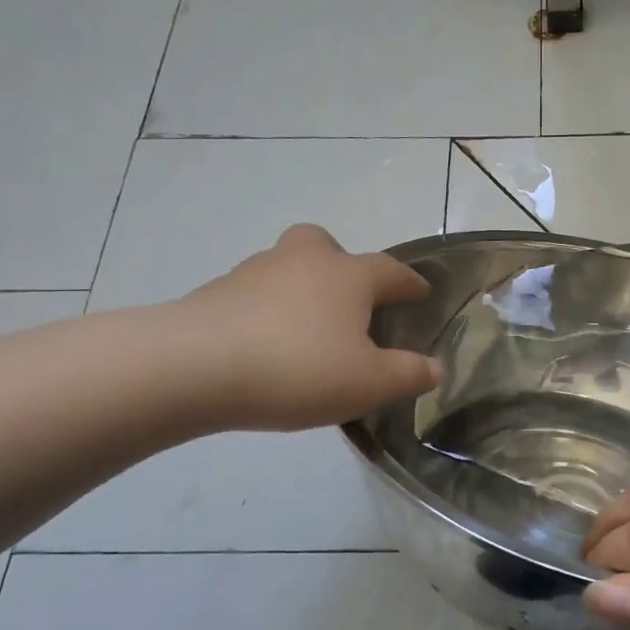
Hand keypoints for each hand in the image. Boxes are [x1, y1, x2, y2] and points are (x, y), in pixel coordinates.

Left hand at [160, 224, 441, 432]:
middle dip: (343, 265)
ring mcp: (255, 272)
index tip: (421, 292)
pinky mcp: (217, 293)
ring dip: (301, 289)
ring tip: (305, 331)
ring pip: (288, 268)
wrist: (194, 366)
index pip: (390, 271)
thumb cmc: (297, 368)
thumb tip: (435, 367)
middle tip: (348, 297)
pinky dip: (267, 311)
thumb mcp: (369, 384)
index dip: (410, 283)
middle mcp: (304, 261)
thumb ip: (409, 374)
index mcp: (347, 276)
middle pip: (328, 246)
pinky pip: (255, 295)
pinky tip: (265, 345)